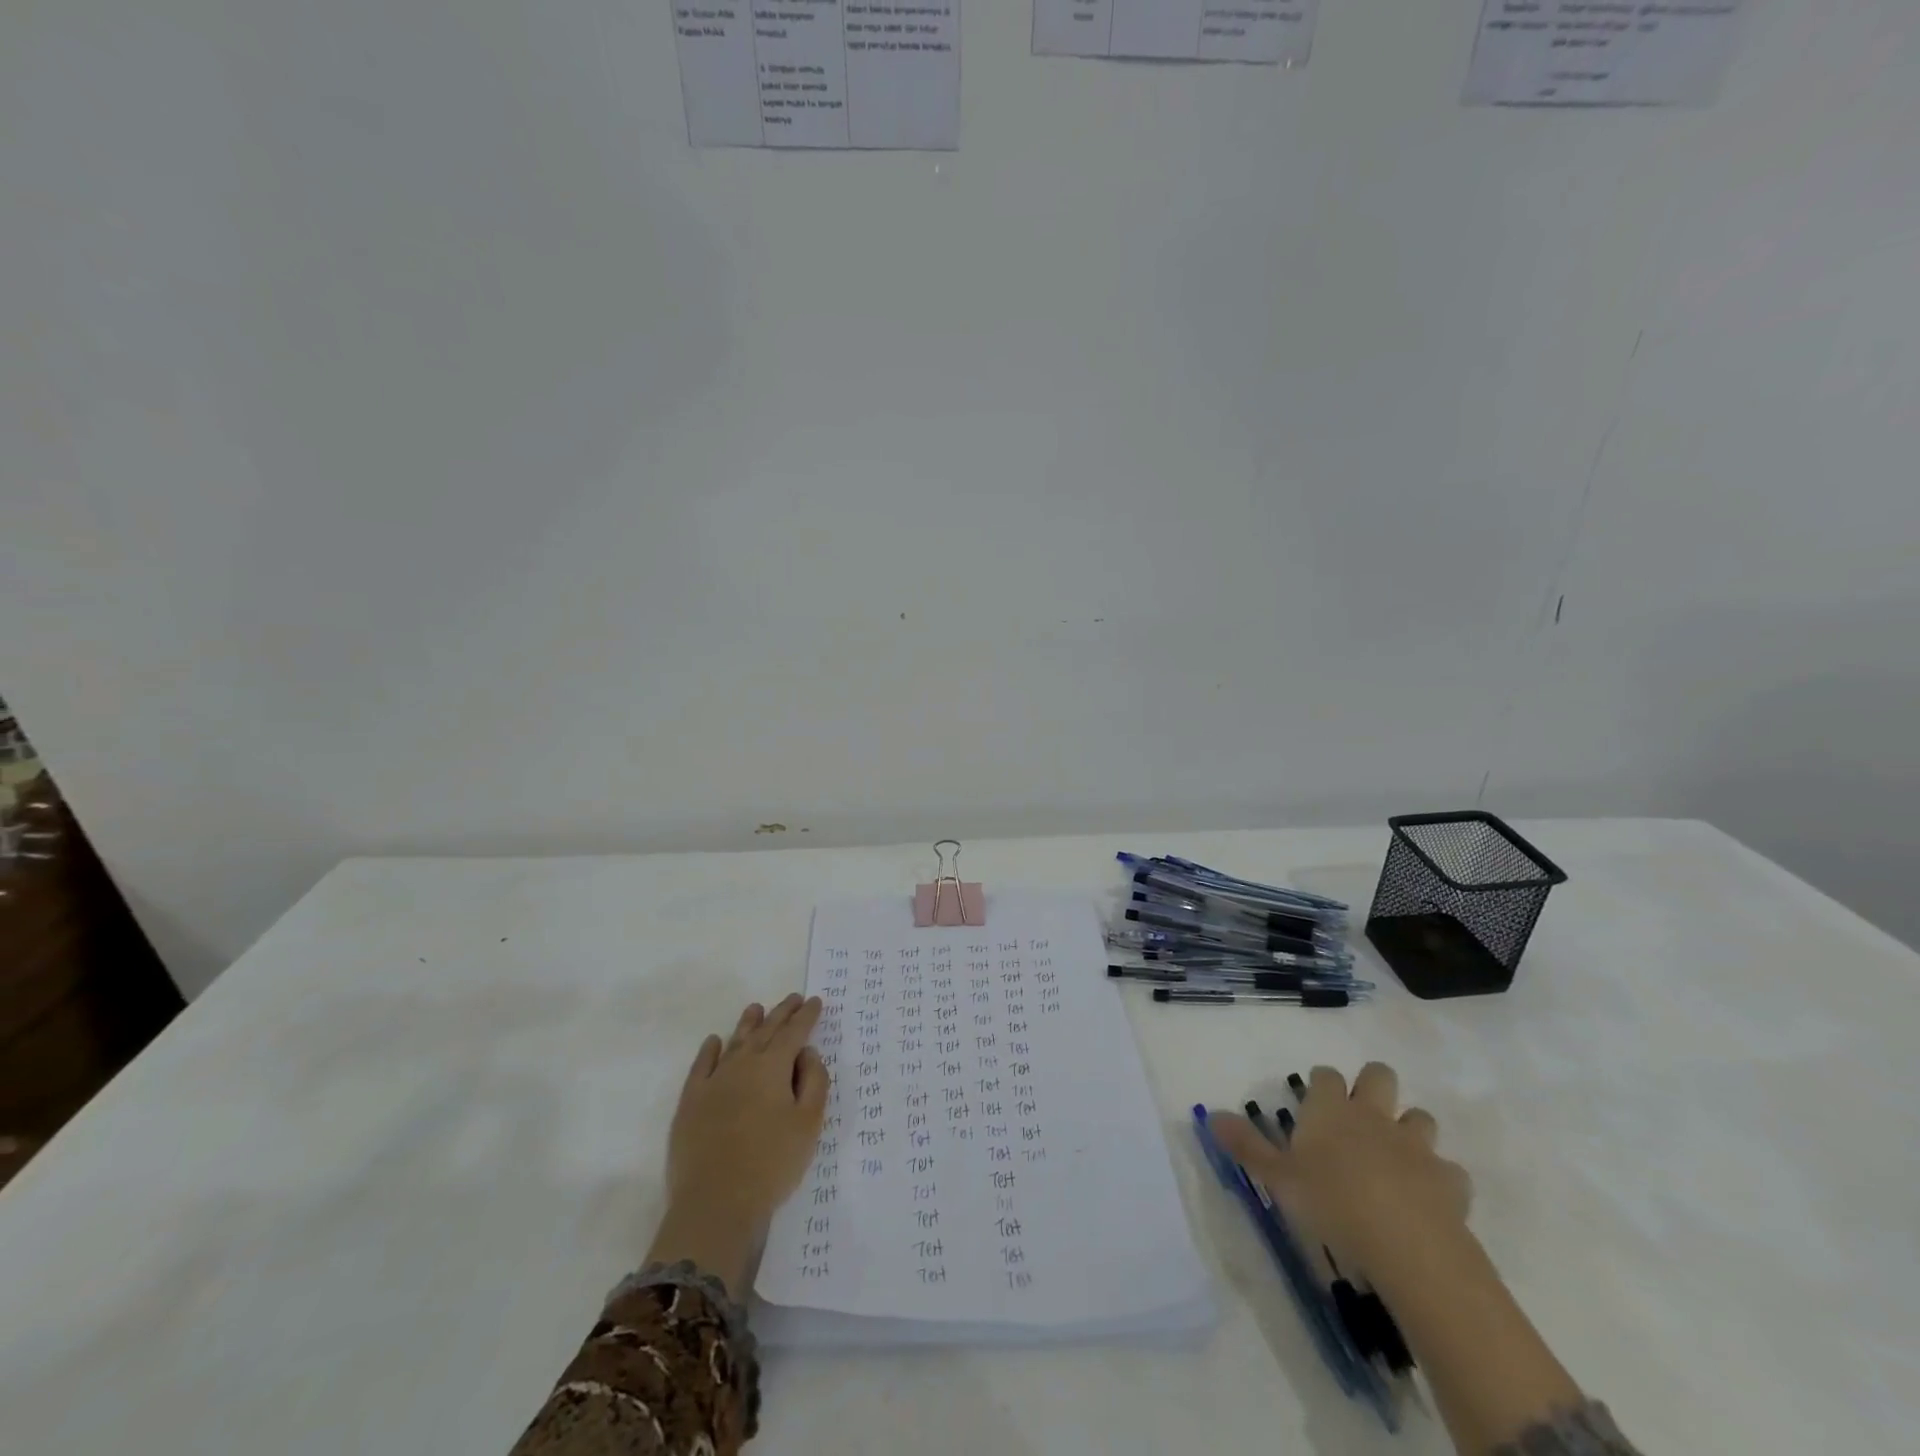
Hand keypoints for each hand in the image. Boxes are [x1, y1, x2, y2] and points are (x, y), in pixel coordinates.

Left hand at [645, 994, 829, 1292]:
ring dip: (748, 1023)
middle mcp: (743, 1064)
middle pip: (766, 1031)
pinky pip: (701, 1066)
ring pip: (734, 1042)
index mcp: (773, 1067)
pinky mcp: (690, 1103)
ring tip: (756, 1008)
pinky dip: (709, 1050)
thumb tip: (807, 1053)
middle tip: (794, 999)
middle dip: (782, 1013)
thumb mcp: (809, 1124)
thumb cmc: (772, 1164)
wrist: (716, 1204)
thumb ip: (814, 1082)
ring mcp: (713, 1082)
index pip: (794, 1032)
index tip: (815, 1001)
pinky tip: (714, 1041)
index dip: (806, 1016)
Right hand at [1211, 1062, 1469, 1280]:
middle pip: (1379, 1075)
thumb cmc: (1332, 1203)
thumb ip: (1246, 1146)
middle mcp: (1373, 1116)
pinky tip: (1430, 1197)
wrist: (1408, 1246)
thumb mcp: (1277, 1178)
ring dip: (1410, 1129)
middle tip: (1361, 1112)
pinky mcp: (1450, 1181)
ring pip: (1420, 1117)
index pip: (1326, 1075)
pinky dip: (1440, 1178)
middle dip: (1373, 1085)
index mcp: (1330, 1110)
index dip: (1321, 1082)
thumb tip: (1211, 1115)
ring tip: (1397, 1154)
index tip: (1315, 1097)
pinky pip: (1449, 1170)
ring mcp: (1416, 1145)